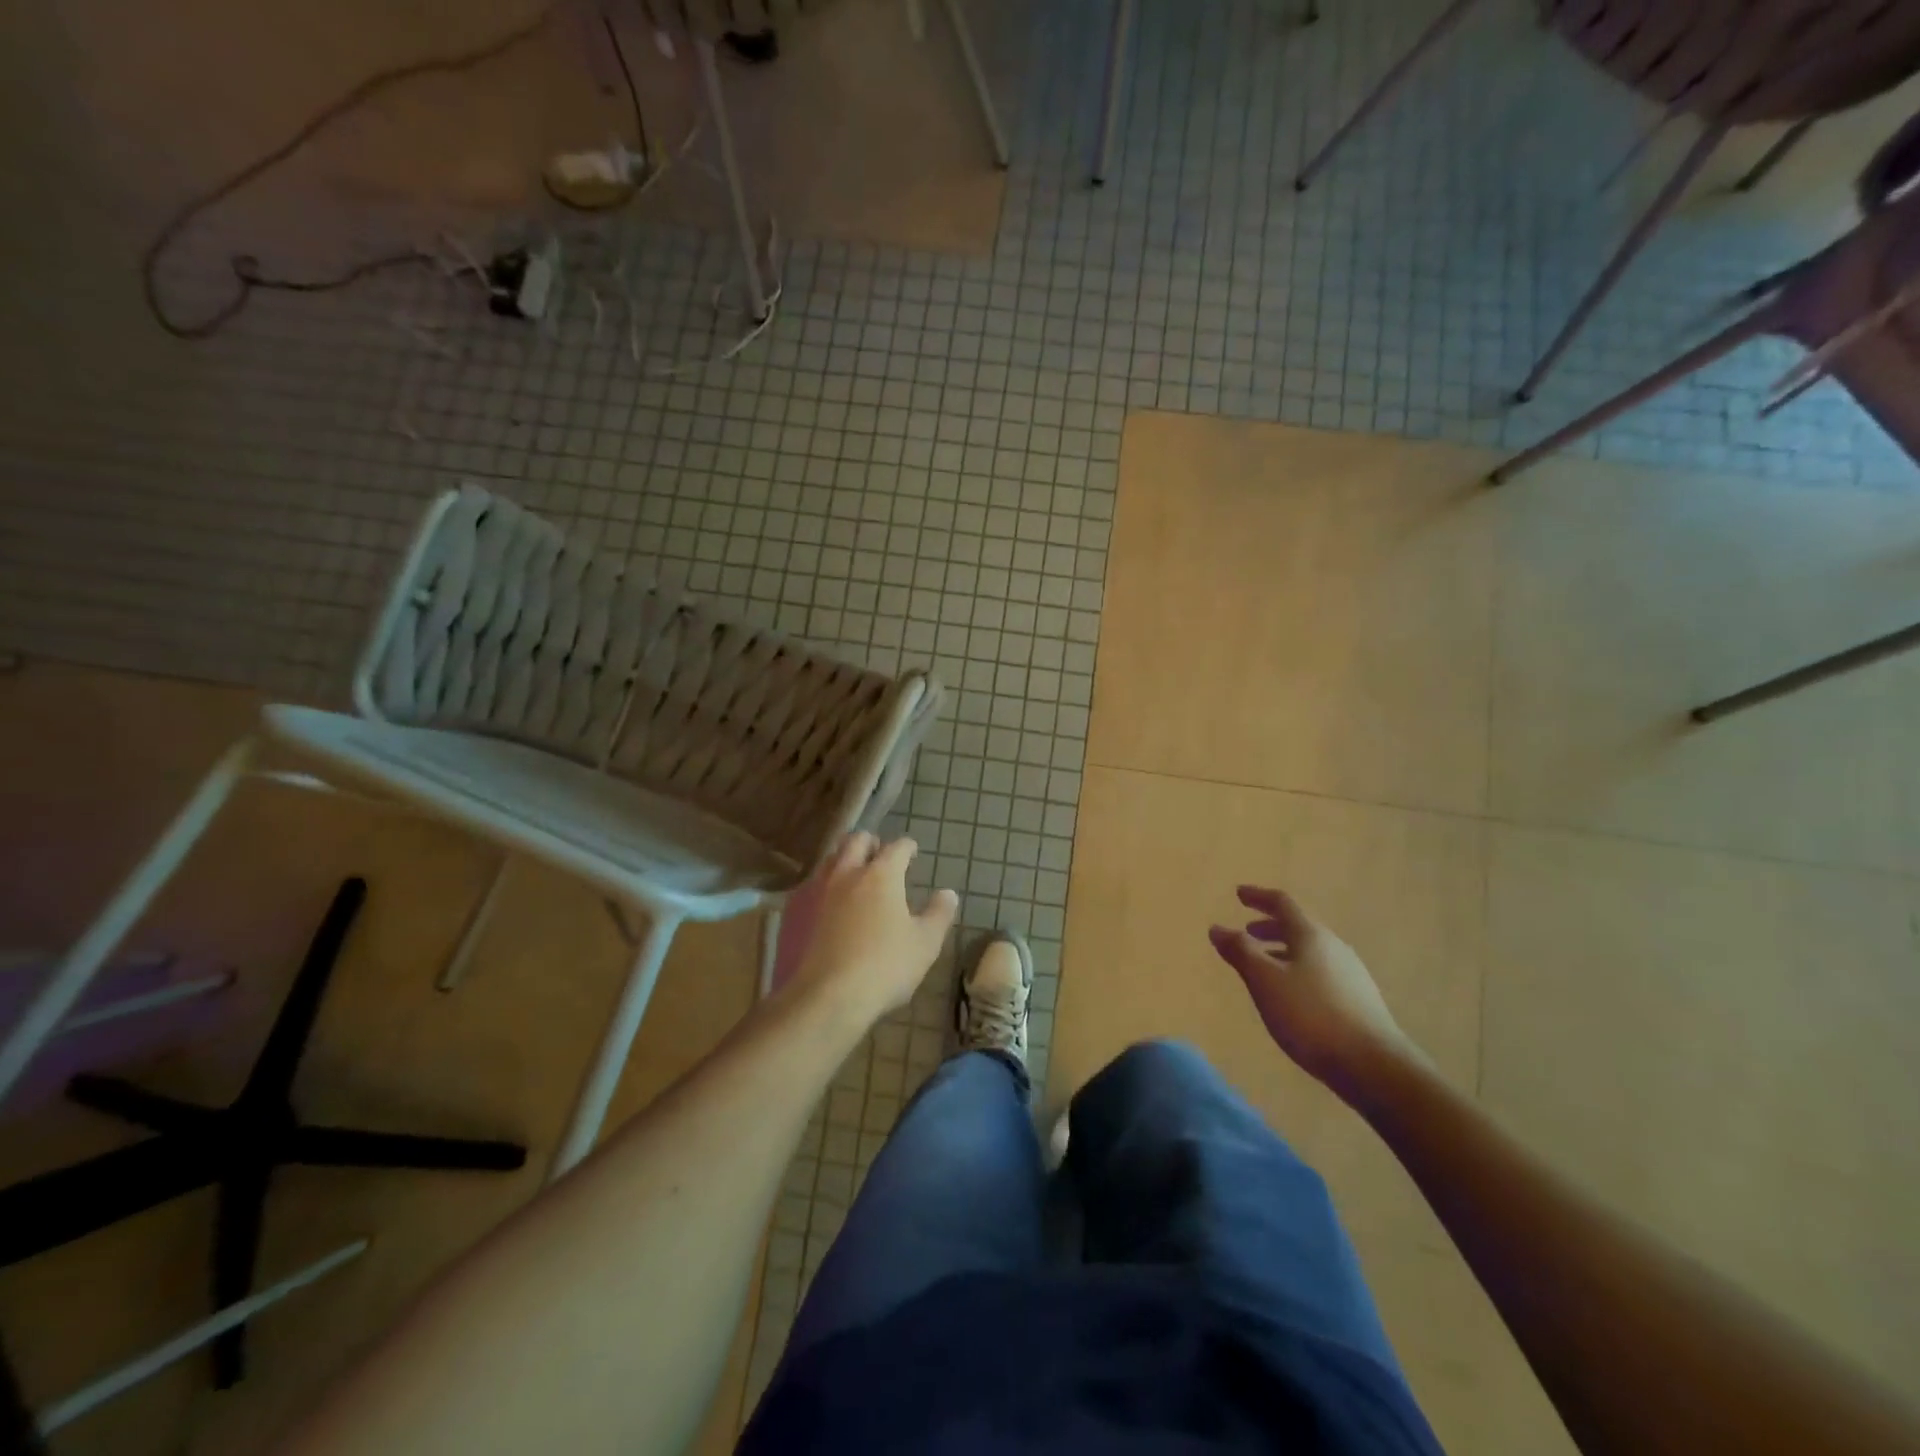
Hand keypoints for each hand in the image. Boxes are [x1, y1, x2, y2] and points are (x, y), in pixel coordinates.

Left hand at [785, 833, 958, 1026]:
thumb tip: (948, 893)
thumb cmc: (885, 966)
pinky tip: (830, 902)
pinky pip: (812, 884)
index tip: (912, 851)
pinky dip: (825, 884)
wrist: (827, 997)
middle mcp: (847, 872)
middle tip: (880, 853)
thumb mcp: (925, 943)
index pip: (897, 847)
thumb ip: (939, 914)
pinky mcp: (797, 911)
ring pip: (831, 858)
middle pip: (856, 840)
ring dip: (845, 858)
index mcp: (881, 874)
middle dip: (871, 842)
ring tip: (855, 873)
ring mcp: (819, 890)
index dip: (907, 846)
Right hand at [1209, 885, 1412, 1093]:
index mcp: (1311, 936)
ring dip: (1283, 950)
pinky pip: (1320, 972)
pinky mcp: (1358, 1000)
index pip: (1282, 904)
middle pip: (1299, 927)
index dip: (1258, 896)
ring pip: (1310, 951)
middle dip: (1270, 926)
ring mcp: (1350, 974)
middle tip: (1247, 931)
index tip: (1239, 894)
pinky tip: (1291, 995)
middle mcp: (1334, 947)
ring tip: (1263, 965)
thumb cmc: (1310, 1016)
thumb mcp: (1265, 981)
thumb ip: (1240, 952)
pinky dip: (1297, 970)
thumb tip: (1217, 928)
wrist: (1374, 1066)